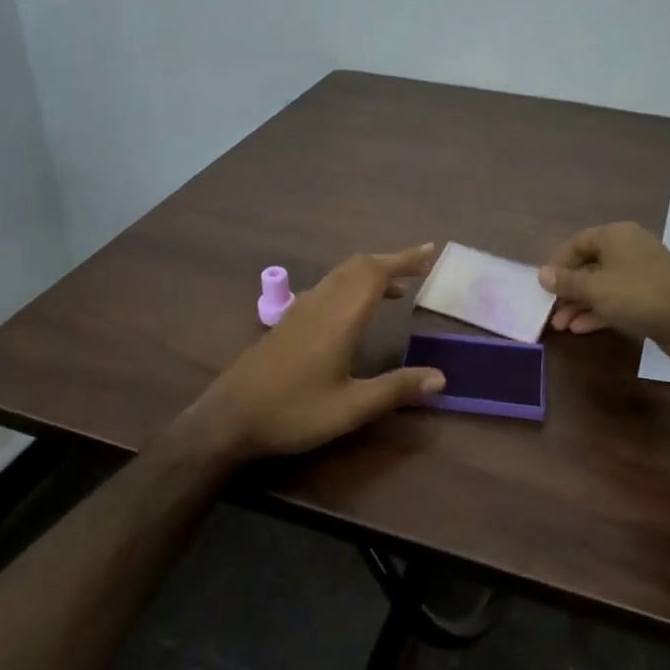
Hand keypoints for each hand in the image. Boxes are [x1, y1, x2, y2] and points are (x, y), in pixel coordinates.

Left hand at [186, 244, 446, 461]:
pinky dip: (352, 284)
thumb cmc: (292, 413)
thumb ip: (395, 389)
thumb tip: (441, 377)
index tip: (429, 251)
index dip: (404, 259)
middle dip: (391, 261)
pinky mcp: (289, 321)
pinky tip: (356, 308)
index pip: (375, 273)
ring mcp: (301, 309)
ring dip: (371, 272)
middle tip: (420, 266)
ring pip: (341, 274)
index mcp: (339, 318)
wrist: (228, 418)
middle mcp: (320, 303)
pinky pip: (328, 286)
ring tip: (398, 287)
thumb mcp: (350, 408)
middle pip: (358, 266)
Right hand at [539, 222, 669, 366]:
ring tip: (562, 325)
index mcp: (616, 235)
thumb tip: (542, 274)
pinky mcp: (651, 295)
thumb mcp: (595, 289)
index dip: (557, 263)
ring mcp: (642, 272)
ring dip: (581, 304)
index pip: (577, 242)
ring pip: (603, 285)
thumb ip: (566, 282)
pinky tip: (581, 328)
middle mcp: (630, 247)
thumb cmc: (637, 296)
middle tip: (552, 310)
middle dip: (568, 290)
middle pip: (589, 265)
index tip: (543, 285)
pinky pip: (617, 298)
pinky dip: (599, 310)